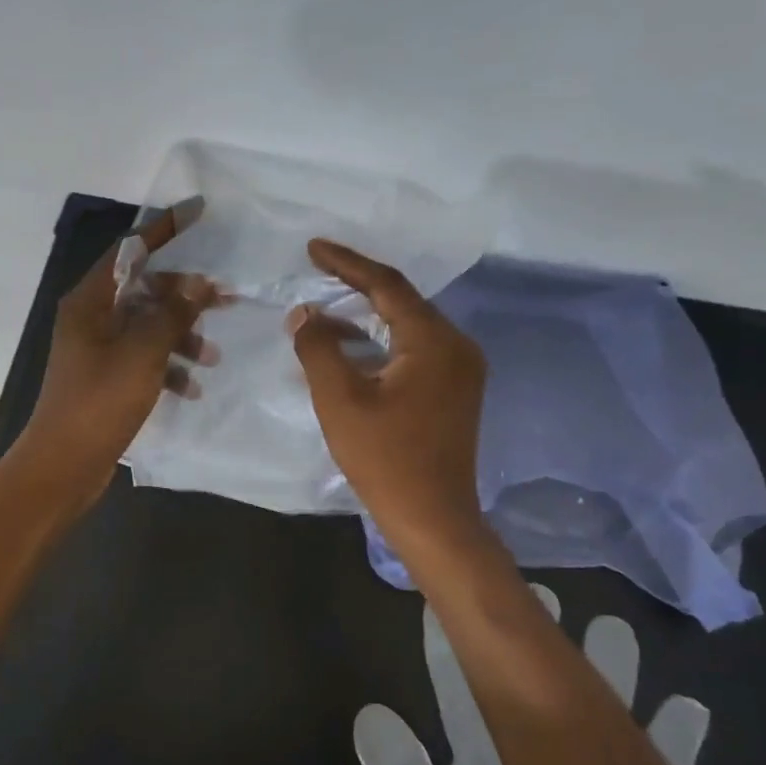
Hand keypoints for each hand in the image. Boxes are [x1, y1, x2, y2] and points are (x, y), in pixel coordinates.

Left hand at [9, 207, 219, 510]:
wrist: (64, 464)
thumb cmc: (100, 402)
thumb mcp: (142, 354)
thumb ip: (173, 314)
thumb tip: (199, 283)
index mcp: (90, 301)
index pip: (131, 250)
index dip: (165, 229)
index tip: (199, 211)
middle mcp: (91, 318)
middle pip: (144, 289)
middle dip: (184, 296)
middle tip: (227, 301)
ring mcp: (97, 349)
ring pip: (147, 326)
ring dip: (181, 337)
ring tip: (213, 358)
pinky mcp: (105, 378)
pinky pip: (142, 358)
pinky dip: (167, 367)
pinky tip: (190, 389)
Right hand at [288, 238, 488, 562]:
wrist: (433, 517)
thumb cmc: (384, 458)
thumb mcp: (339, 399)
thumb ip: (318, 348)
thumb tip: (304, 314)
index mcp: (433, 340)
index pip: (386, 285)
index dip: (346, 263)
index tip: (313, 247)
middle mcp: (456, 345)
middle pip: (401, 301)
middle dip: (356, 286)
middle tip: (317, 271)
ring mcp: (461, 370)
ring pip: (407, 327)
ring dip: (366, 317)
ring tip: (322, 313)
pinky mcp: (455, 391)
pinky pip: (415, 350)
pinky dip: (381, 342)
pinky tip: (351, 349)